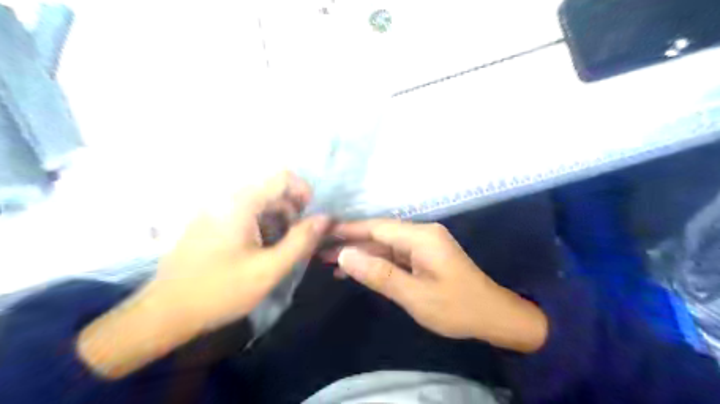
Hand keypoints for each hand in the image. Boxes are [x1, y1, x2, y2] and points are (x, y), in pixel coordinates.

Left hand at [77, 170, 329, 378]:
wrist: (164, 313)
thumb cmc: (219, 291)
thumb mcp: (269, 269)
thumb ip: (301, 241)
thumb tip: (325, 219)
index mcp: (241, 204)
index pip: (282, 177)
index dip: (303, 192)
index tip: (311, 218)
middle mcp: (226, 199)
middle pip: (271, 190)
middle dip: (292, 211)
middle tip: (298, 240)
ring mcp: (215, 210)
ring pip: (259, 203)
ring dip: (277, 221)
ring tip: (280, 249)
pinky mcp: (209, 223)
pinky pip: (244, 214)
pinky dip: (261, 226)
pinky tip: (260, 251)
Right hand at [328, 219, 548, 351]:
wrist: (493, 316)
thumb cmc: (456, 308)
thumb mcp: (414, 295)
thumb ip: (379, 274)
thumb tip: (344, 254)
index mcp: (421, 237)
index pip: (377, 226)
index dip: (349, 229)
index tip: (322, 230)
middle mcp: (421, 234)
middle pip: (379, 234)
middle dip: (350, 242)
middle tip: (318, 250)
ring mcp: (423, 245)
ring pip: (384, 245)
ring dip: (361, 253)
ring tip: (329, 262)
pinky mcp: (424, 256)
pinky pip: (394, 255)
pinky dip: (376, 262)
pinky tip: (357, 270)